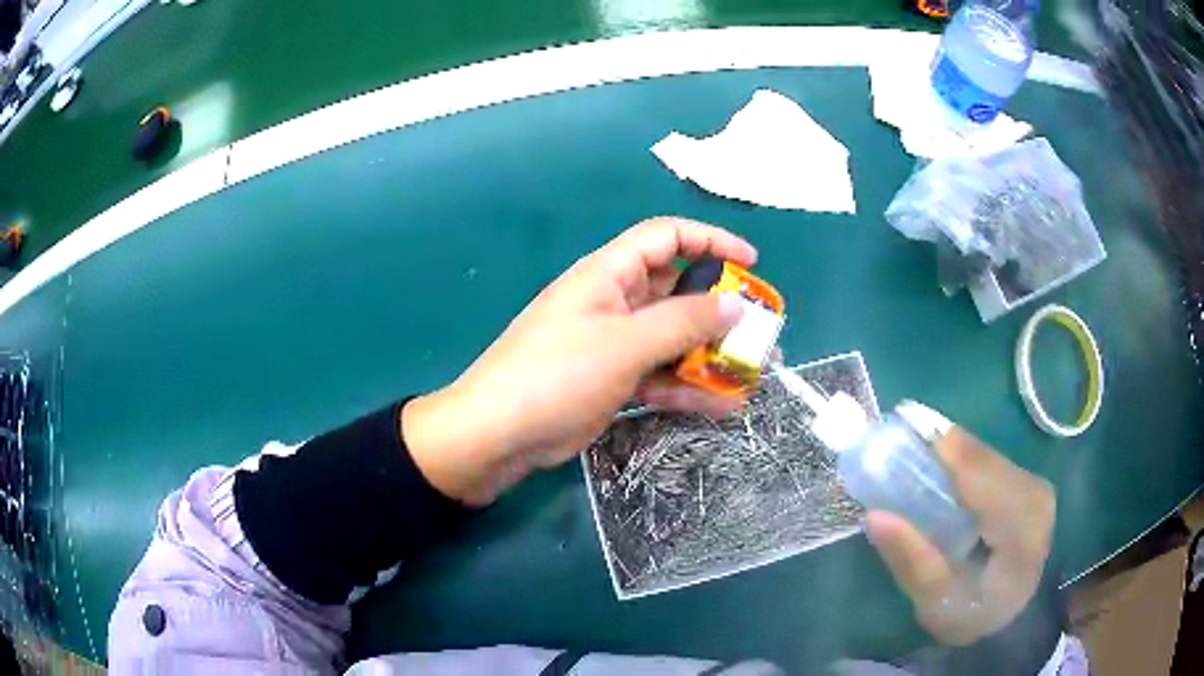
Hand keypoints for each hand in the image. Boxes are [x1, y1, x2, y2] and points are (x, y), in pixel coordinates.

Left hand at [403, 218, 756, 504]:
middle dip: (718, 307)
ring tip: (750, 371)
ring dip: (708, 353)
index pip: (666, 237)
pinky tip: (722, 405)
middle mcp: (615, 301)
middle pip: (676, 290)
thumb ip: (683, 322)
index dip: (711, 241)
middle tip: (758, 330)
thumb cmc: (558, 374)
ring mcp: (614, 343)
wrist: (500, 434)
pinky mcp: (613, 379)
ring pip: (672, 337)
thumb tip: (734, 304)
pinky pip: (660, 374)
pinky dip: (687, 386)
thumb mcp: (625, 344)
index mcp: (610, 274)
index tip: (751, 263)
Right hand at [866, 427, 1055, 645]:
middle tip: (897, 444)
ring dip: (950, 455)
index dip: (945, 451)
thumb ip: (912, 561)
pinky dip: (962, 463)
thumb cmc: (972, 617)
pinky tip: (939, 469)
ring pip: (986, 456)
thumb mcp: (936, 603)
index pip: (985, 477)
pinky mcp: (1028, 484)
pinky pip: (991, 463)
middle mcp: (1035, 496)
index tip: (902, 430)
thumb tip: (875, 515)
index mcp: (1021, 530)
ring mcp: (1035, 486)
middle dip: (940, 450)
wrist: (1010, 621)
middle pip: (983, 459)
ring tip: (912, 453)